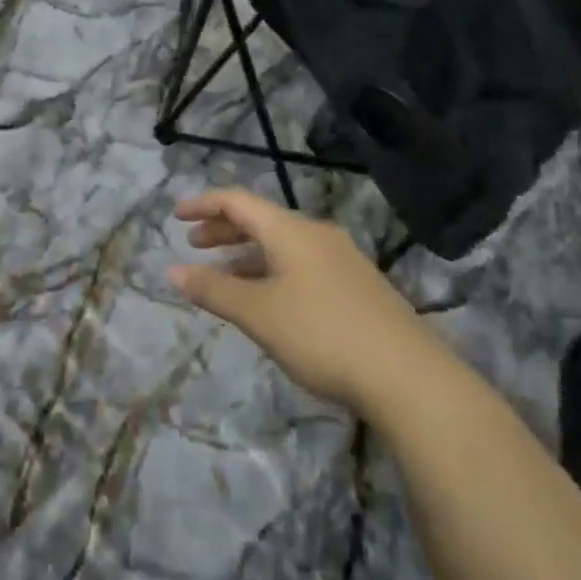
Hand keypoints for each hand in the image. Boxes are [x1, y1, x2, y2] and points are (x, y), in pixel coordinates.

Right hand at [169, 188, 440, 409]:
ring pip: (282, 247)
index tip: (176, 216)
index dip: (203, 204)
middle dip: (223, 231)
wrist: (408, 377)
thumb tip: (172, 271)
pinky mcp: (357, 288)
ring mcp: (342, 261)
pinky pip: (301, 267)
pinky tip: (268, 303)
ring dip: (247, 256)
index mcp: (291, 231)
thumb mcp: (258, 313)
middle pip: (261, 221)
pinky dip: (272, 273)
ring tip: (224, 279)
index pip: (237, 202)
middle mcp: (317, 236)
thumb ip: (213, 290)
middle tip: (194, 245)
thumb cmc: (321, 334)